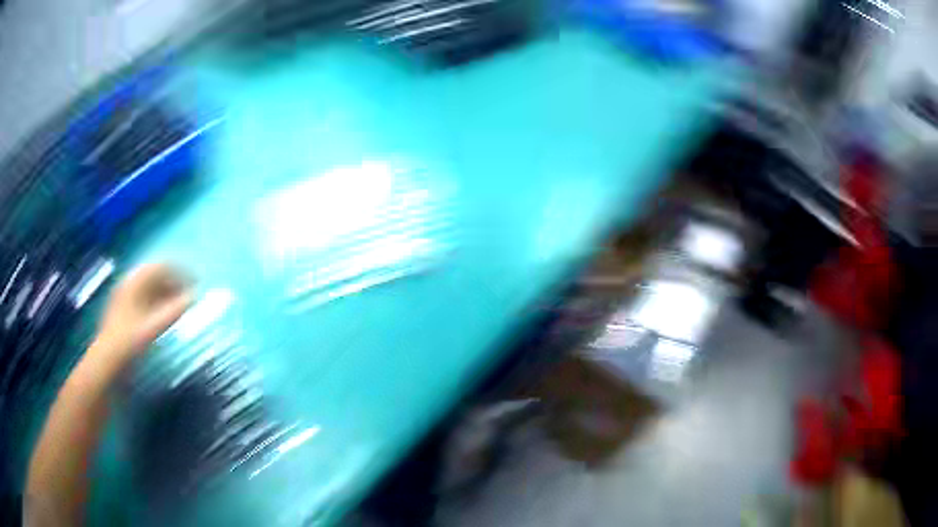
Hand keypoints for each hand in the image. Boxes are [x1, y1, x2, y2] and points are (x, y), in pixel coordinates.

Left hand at [91, 263, 191, 369]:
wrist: (107, 364)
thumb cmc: (129, 342)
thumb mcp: (153, 326)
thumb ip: (175, 311)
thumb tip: (195, 297)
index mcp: (134, 283)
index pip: (160, 266)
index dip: (180, 270)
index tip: (197, 279)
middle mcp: (129, 286)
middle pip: (156, 276)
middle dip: (175, 282)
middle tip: (192, 293)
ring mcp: (126, 300)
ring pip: (151, 290)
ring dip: (168, 293)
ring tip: (183, 304)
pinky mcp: (126, 315)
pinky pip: (146, 301)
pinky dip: (160, 304)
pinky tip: (168, 315)